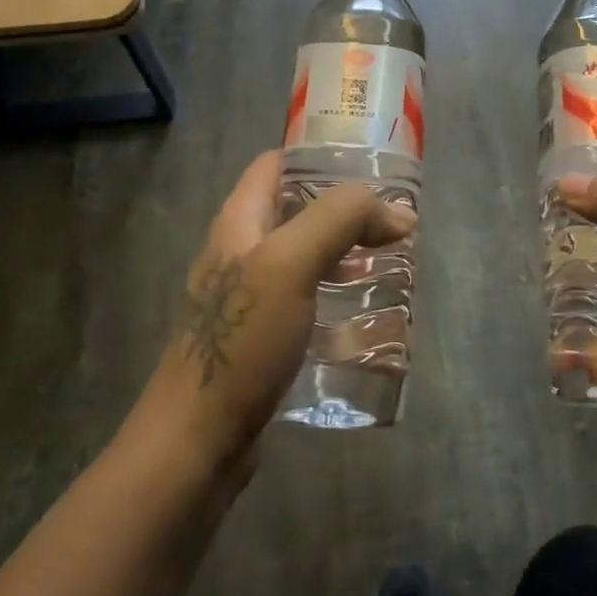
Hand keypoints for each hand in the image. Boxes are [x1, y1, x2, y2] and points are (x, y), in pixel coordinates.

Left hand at [140, 151, 414, 477]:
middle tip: (396, 219)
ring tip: (394, 260)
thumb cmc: (241, 340)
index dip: (320, 154)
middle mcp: (242, 250)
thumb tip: (399, 212)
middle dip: (347, 208)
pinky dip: (339, 293)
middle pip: (298, 208)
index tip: (372, 163)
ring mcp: (252, 296)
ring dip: (348, 252)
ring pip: (307, 255)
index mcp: (239, 221)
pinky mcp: (265, 336)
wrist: (197, 442)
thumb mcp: (290, 263)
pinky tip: (368, 312)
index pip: (277, 163)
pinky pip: (308, 297)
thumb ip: (341, 220)